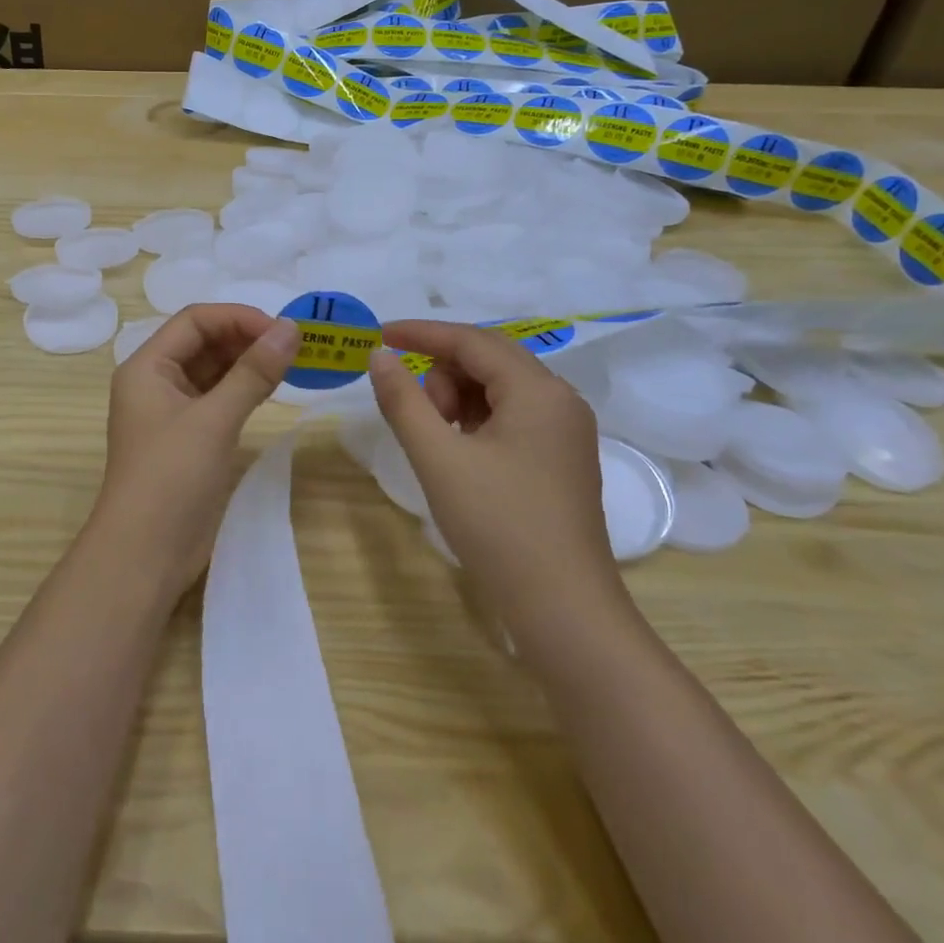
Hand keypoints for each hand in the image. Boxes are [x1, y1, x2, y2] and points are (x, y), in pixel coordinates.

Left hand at [90, 304, 299, 597]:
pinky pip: (217, 398)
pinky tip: (273, 390)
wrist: (145, 554)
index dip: (238, 318)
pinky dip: (244, 390)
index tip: (283, 330)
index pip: (195, 321)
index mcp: (146, 367)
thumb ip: (253, 372)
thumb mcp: (214, 420)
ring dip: (248, 363)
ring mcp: (171, 411)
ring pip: (212, 371)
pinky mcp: (188, 438)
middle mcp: (155, 381)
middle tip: (295, 347)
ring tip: (292, 364)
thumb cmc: (171, 477)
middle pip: (203, 342)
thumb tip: (292, 328)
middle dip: (247, 338)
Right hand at [368, 320, 626, 635]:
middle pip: (488, 360)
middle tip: (419, 418)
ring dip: (459, 399)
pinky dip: (477, 421)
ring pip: (498, 388)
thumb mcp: (438, 458)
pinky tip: (461, 454)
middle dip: (442, 375)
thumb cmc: (497, 526)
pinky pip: (511, 416)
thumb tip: (378, 356)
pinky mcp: (560, 457)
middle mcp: (560, 400)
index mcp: (538, 391)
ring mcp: (565, 430)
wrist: (562, 609)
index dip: (422, 333)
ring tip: (440, 444)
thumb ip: (403, 400)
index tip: (379, 335)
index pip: (472, 341)